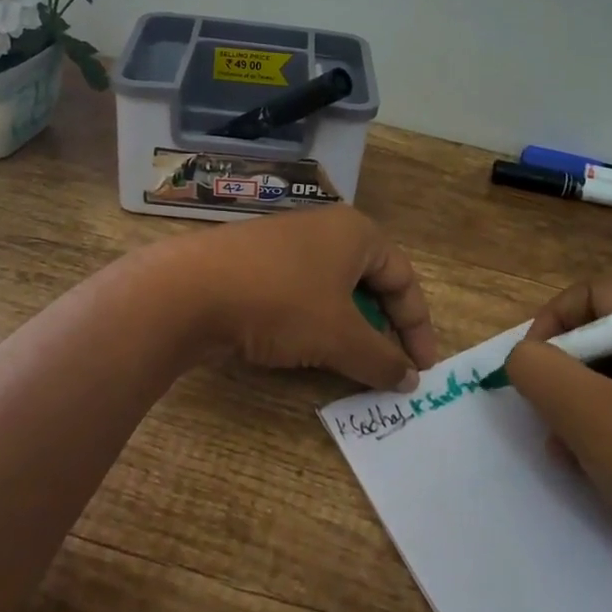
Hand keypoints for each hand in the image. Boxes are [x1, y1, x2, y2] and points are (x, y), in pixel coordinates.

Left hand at [175, 206, 438, 390]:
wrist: (189, 291)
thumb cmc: (281, 302)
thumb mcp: (339, 336)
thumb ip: (380, 359)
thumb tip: (409, 381)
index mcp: (356, 233)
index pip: (403, 279)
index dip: (418, 326)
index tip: (422, 368)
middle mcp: (324, 230)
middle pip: (370, 283)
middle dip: (383, 328)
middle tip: (389, 366)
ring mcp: (286, 245)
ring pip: (333, 291)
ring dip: (348, 330)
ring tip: (350, 364)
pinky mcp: (256, 264)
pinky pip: (301, 294)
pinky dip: (315, 323)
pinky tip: (306, 349)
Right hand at [504, 275, 611, 611]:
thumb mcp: (589, 416)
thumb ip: (538, 370)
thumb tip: (525, 358)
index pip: (597, 293)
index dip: (553, 319)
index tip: (533, 367)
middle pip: (608, 339)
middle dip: (565, 374)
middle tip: (549, 419)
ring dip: (584, 411)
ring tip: (570, 456)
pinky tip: (602, 477)